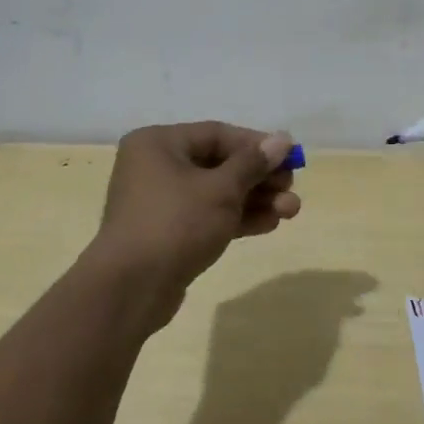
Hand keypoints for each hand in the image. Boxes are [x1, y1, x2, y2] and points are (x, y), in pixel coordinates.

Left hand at [90, 122, 300, 323]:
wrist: (131, 288)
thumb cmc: (176, 224)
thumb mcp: (221, 189)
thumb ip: (254, 163)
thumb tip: (282, 139)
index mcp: (158, 143)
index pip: (218, 134)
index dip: (257, 145)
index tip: (290, 158)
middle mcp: (155, 166)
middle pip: (219, 164)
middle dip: (259, 178)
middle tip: (292, 188)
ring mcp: (161, 202)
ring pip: (217, 193)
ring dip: (255, 200)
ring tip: (291, 211)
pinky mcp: (168, 232)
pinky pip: (208, 216)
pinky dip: (237, 218)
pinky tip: (270, 224)